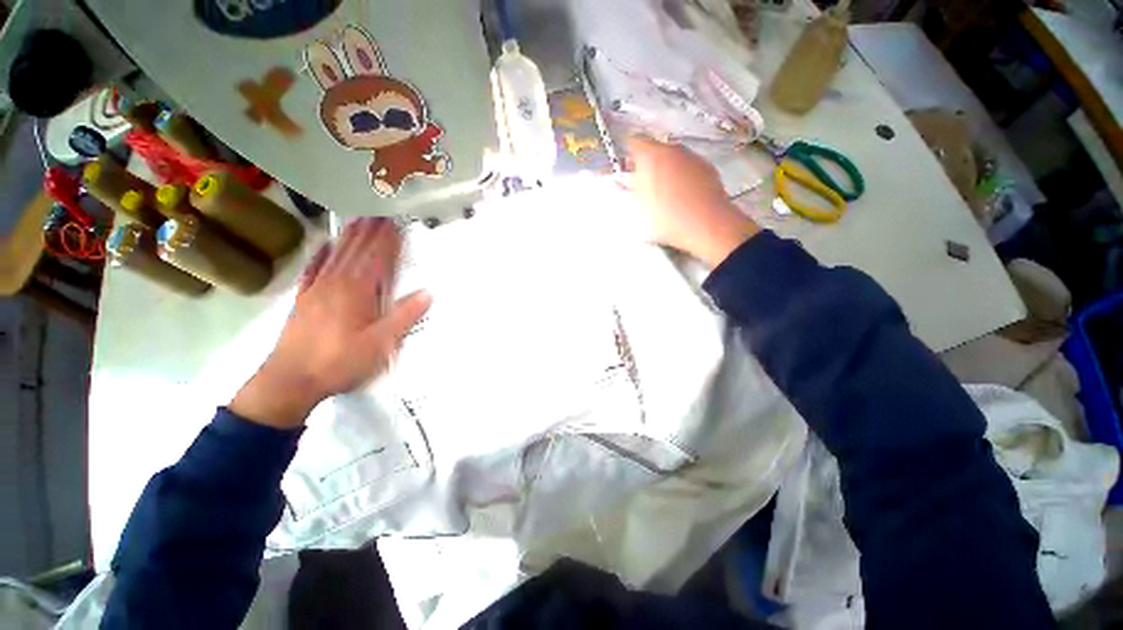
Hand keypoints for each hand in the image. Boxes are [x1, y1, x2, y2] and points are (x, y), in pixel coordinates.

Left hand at [231, 218, 430, 429]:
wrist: (289, 381)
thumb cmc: (340, 362)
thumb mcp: (381, 343)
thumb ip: (404, 316)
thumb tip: (427, 293)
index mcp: (357, 291)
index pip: (376, 259)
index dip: (387, 241)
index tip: (396, 222)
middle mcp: (336, 283)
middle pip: (356, 251)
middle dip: (370, 231)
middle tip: (379, 212)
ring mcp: (316, 289)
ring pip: (336, 255)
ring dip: (349, 237)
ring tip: (358, 219)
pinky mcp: (303, 300)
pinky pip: (313, 270)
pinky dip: (321, 255)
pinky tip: (325, 245)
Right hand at [626, 136, 760, 266]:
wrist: (704, 224)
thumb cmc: (669, 217)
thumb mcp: (639, 205)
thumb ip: (631, 187)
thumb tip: (628, 181)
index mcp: (651, 155)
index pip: (634, 142)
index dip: (629, 154)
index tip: (627, 165)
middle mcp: (673, 149)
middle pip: (655, 148)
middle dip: (648, 163)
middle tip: (643, 182)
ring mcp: (692, 157)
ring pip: (673, 157)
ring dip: (666, 169)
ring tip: (663, 193)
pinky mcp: (706, 167)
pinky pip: (689, 166)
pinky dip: (682, 176)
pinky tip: (680, 195)